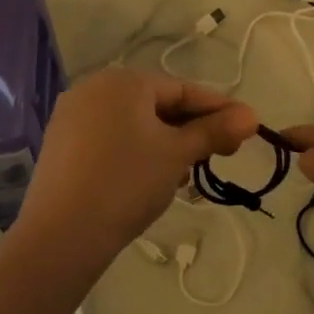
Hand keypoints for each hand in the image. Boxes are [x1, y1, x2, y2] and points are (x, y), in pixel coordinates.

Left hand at [17, 68, 256, 267]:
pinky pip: (111, 138)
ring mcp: (73, 116)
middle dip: (191, 130)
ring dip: (165, 144)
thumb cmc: (128, 181)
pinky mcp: (62, 144)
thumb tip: (252, 116)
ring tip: (185, 175)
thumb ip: (214, 131)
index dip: (219, 109)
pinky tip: (150, 179)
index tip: (247, 129)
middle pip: (157, 104)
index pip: (183, 90)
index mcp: (124, 81)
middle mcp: (94, 88)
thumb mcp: (178, 155)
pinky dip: (136, 152)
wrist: (64, 232)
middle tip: (219, 156)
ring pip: (134, 124)